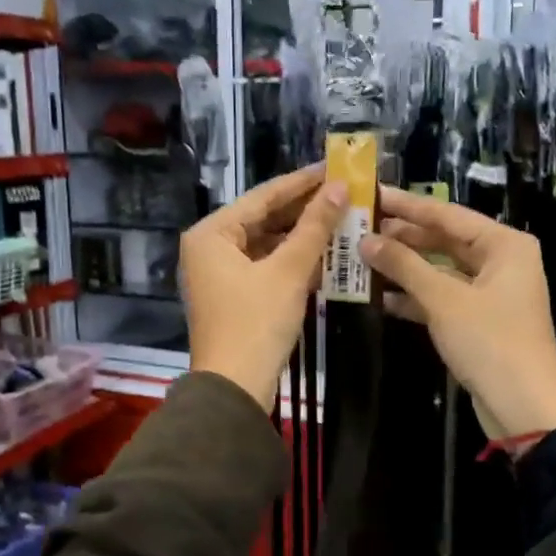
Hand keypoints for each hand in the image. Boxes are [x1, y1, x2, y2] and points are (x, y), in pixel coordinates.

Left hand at [180, 166, 344, 410]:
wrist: (235, 389)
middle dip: (305, 210)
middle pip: (264, 218)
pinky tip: (326, 254)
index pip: (263, 196)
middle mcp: (210, 247)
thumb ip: (314, 227)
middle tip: (344, 193)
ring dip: (303, 236)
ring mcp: (220, 273)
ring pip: (268, 243)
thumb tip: (339, 188)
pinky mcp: (234, 295)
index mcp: (212, 233)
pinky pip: (267, 266)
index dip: (302, 182)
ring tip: (342, 219)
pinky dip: (293, 261)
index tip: (334, 167)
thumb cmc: (256, 323)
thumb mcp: (288, 272)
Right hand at [359, 186, 555, 440]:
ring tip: (362, 258)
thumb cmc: (489, 342)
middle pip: (445, 240)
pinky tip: (382, 296)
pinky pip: (443, 297)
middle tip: (360, 227)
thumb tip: (365, 240)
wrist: (524, 407)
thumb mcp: (443, 299)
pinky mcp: (479, 320)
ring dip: (405, 268)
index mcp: (504, 245)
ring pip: (441, 270)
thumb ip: (404, 265)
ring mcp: (490, 292)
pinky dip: (416, 296)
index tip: (372, 195)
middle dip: (404, 237)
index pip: (448, 214)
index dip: (407, 206)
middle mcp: (501, 261)